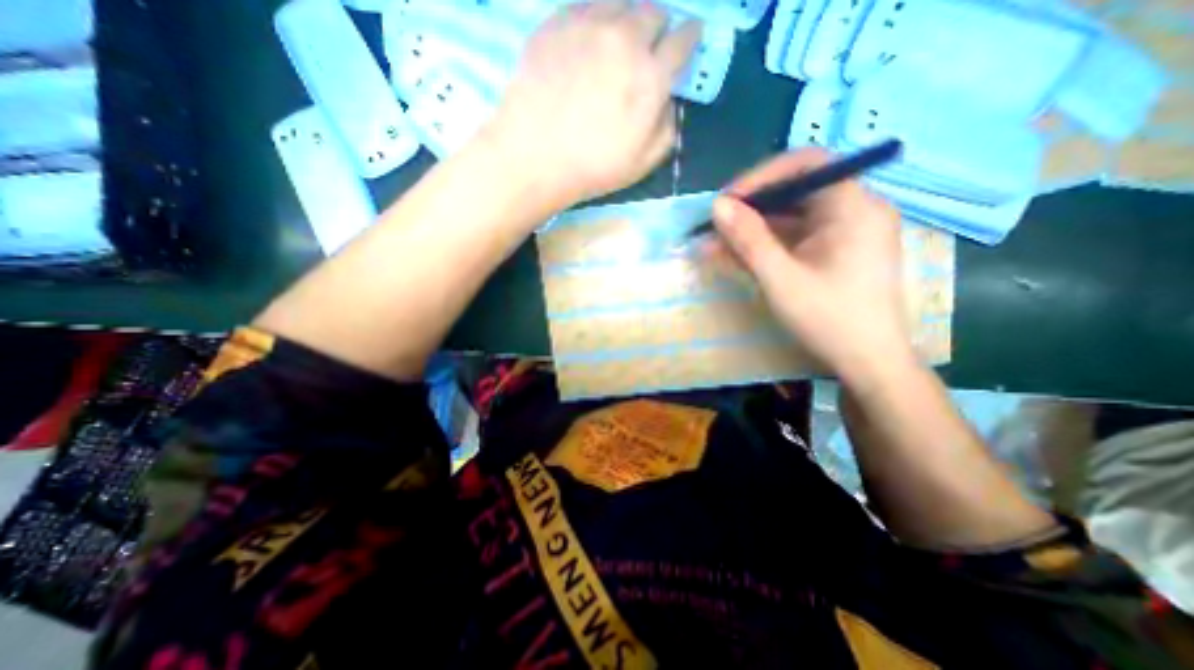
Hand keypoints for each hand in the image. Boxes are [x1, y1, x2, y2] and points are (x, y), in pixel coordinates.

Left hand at [480, 1, 702, 207]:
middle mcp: (625, 38)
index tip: (687, 40)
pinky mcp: (556, 23)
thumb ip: (667, 127)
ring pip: (621, 2)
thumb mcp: (644, 162)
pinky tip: (587, 43)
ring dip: (627, 19)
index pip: (683, 40)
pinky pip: (585, 6)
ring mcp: (588, 24)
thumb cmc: (593, 167)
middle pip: (654, 12)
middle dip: (657, 29)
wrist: (535, 157)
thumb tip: (667, 100)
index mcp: (651, 76)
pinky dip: (595, 19)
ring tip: (617, 42)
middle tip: (647, 48)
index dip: (689, 39)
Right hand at [708, 148, 915, 383]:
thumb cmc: (829, 319)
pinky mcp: (834, 251)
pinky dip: (765, 245)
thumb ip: (748, 239)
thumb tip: (718, 206)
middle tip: (716, 226)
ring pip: (791, 217)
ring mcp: (845, 232)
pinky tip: (736, 256)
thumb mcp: (781, 279)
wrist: (867, 363)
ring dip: (752, 230)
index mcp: (854, 207)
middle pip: (795, 191)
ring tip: (716, 245)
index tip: (728, 201)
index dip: (762, 177)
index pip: (807, 164)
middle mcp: (854, 210)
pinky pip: (794, 238)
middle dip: (751, 208)